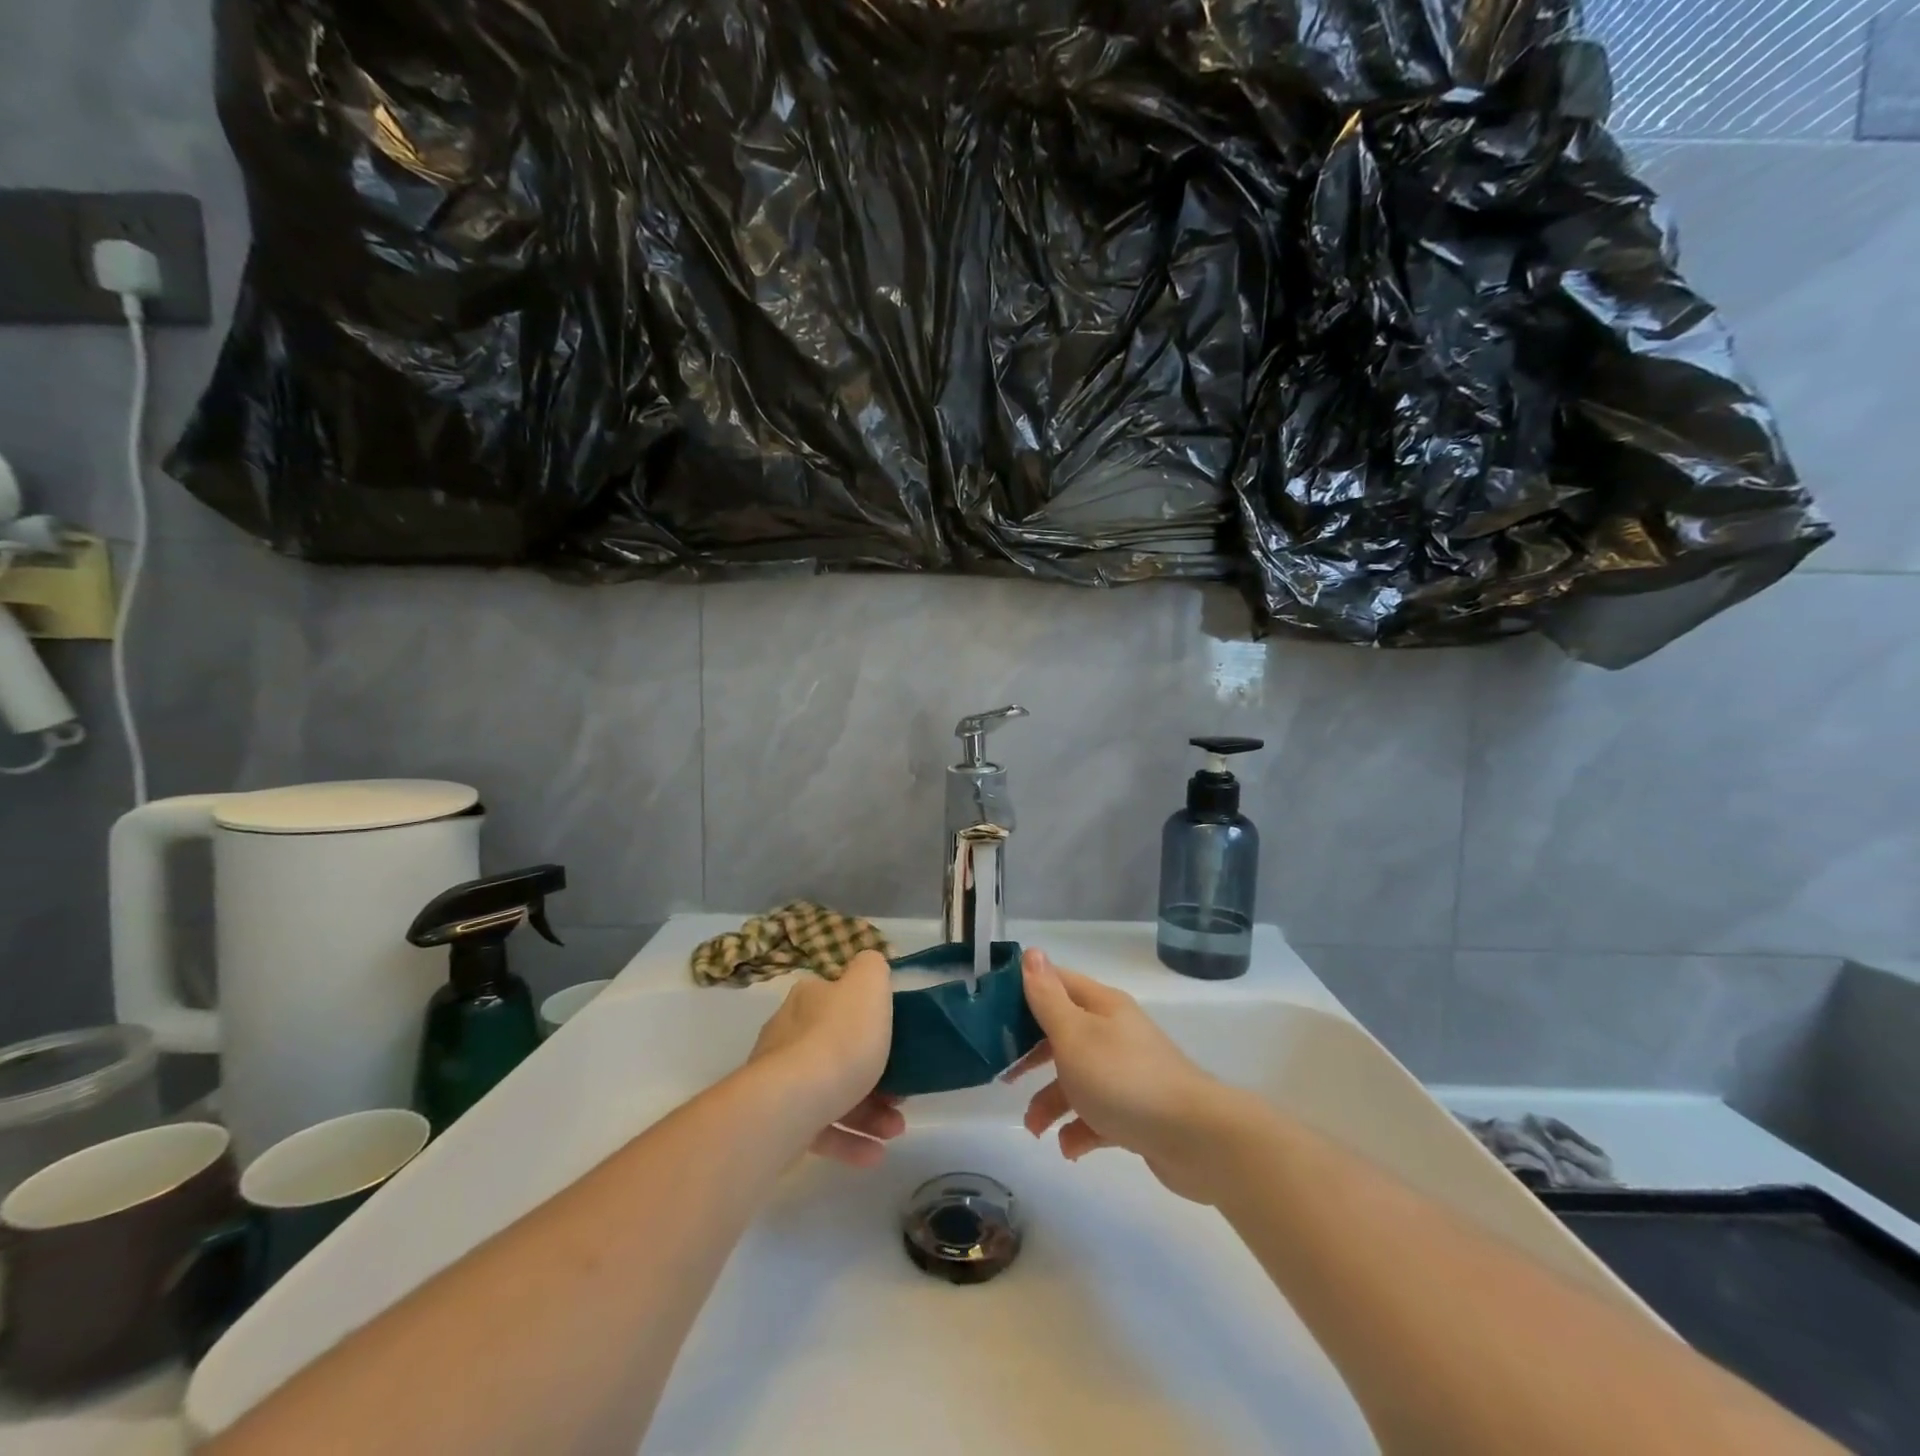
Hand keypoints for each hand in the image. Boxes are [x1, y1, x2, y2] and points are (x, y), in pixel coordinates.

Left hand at [747, 950, 904, 1167]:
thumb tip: (869, 965)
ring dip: (870, 1112)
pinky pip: (819, 1129)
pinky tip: (874, 1154)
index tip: (899, 1042)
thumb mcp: (868, 986)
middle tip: (902, 1093)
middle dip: (876, 1073)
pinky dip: (848, 1140)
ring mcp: (779, 1081)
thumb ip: (872, 967)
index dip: (871, 1019)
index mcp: (808, 999)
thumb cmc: (839, 1040)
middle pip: (838, 1049)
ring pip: (832, 1092)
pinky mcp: (778, 1122)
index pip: (839, 999)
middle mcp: (788, 1034)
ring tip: (896, 1129)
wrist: (791, 1104)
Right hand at [1007, 948, 1241, 1202]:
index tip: (991, 1014)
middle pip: (1063, 1033)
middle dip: (1031, 1054)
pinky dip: (1079, 1130)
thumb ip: (1048, 998)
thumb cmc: (1125, 1079)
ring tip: (1035, 1129)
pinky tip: (1069, 1148)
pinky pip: (1098, 1116)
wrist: (1195, 1139)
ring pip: (1077, 1078)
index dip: (1024, 993)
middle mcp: (1114, 1034)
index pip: (1057, 984)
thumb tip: (1031, 952)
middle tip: (1004, 1074)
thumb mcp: (1075, 1035)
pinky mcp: (1136, 1113)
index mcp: (1101, 1007)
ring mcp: (1127, 1074)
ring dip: (1051, 1101)